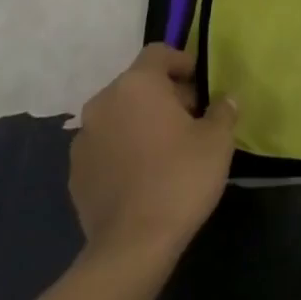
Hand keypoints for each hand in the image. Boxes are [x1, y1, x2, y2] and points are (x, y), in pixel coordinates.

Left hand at [69, 44, 236, 261]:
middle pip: (138, 84)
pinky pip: (105, 146)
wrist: (132, 246)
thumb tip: (226, 100)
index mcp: (137, 85)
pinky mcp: (75, 172)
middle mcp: (104, 102)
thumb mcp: (217, 140)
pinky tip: (143, 175)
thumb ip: (223, 111)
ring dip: (141, 122)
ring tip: (166, 149)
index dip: (182, 62)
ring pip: (119, 115)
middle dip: (164, 95)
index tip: (201, 84)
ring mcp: (83, 138)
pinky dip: (123, 149)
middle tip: (191, 119)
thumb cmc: (180, 179)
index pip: (158, 53)